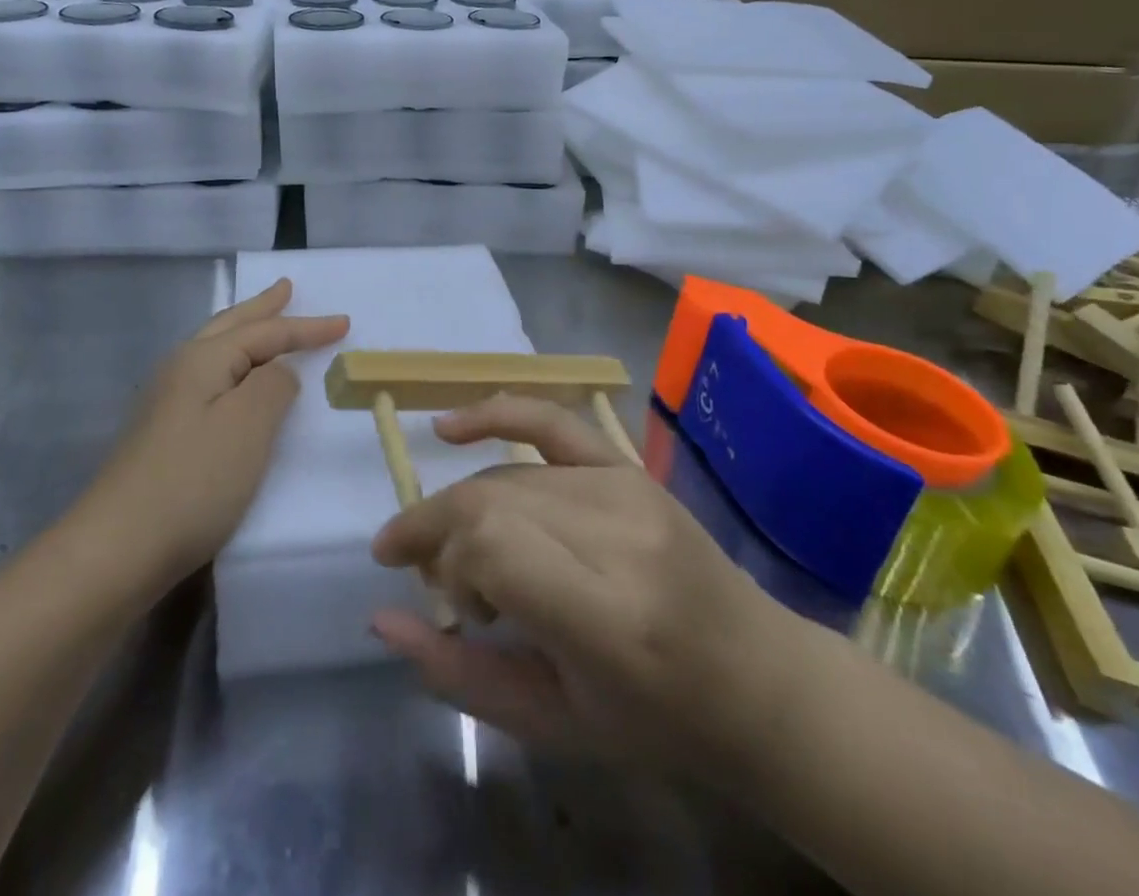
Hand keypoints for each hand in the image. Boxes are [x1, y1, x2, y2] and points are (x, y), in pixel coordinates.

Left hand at [100, 279, 347, 577]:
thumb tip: (277, 373)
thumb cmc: (194, 481)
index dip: (307, 327)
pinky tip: (232, 380)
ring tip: (263, 321)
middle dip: (262, 308)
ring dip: (244, 332)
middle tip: (286, 288)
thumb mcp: (249, 425)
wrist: (117, 549)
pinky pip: (209, 378)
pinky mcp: (162, 433)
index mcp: (203, 359)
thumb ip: (274, 385)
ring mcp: (166, 402)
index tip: (345, 322)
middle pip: (230, 327)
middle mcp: (180, 369)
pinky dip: (232, 365)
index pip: (265, 332)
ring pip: (215, 350)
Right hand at [371, 397, 799, 774]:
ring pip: (505, 475)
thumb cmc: (657, 722)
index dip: (446, 562)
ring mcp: (627, 488)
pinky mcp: (629, 467)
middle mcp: (618, 534)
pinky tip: (448, 427)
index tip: (438, 596)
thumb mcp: (552, 725)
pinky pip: (549, 420)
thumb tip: (381, 616)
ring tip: (460, 555)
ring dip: (463, 508)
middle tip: (429, 577)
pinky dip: (495, 414)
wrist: (757, 678)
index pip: (493, 544)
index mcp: (608, 618)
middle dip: (440, 533)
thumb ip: (458, 673)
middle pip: (490, 500)